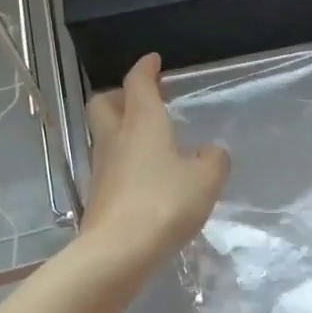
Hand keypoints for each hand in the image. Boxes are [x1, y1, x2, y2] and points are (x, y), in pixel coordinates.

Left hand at [79, 53, 230, 260]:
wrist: (118, 251)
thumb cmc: (164, 204)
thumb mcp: (205, 180)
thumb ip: (213, 160)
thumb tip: (209, 152)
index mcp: (142, 122)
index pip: (137, 83)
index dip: (145, 68)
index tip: (153, 61)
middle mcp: (116, 137)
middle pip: (104, 103)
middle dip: (120, 95)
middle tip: (142, 101)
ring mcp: (102, 167)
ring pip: (105, 134)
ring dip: (122, 129)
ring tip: (151, 142)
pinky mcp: (98, 194)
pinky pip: (110, 164)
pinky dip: (125, 160)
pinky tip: (146, 177)